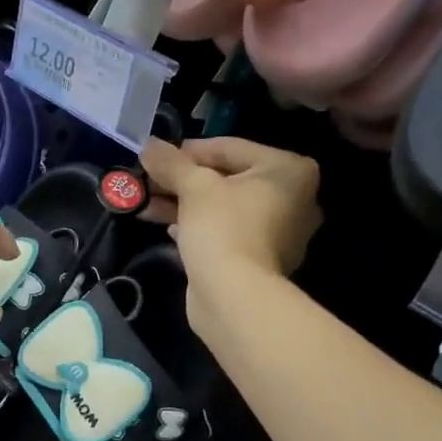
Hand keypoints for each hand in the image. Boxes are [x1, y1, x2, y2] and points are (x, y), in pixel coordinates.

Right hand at [142, 138, 321, 284]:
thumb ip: (171, 163)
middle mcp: (294, 198)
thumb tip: (149, 145)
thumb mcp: (193, 187)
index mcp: (289, 170)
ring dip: (184, 204)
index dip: (188, 151)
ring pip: (224, 208)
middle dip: (183, 181)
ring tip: (147, 204)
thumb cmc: (223, 228)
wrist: (233, 296)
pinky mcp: (261, 259)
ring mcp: (280, 232)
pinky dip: (199, 227)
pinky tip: (168, 228)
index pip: (230, 148)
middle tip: (148, 181)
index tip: (156, 157)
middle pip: (228, 179)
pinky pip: (227, 232)